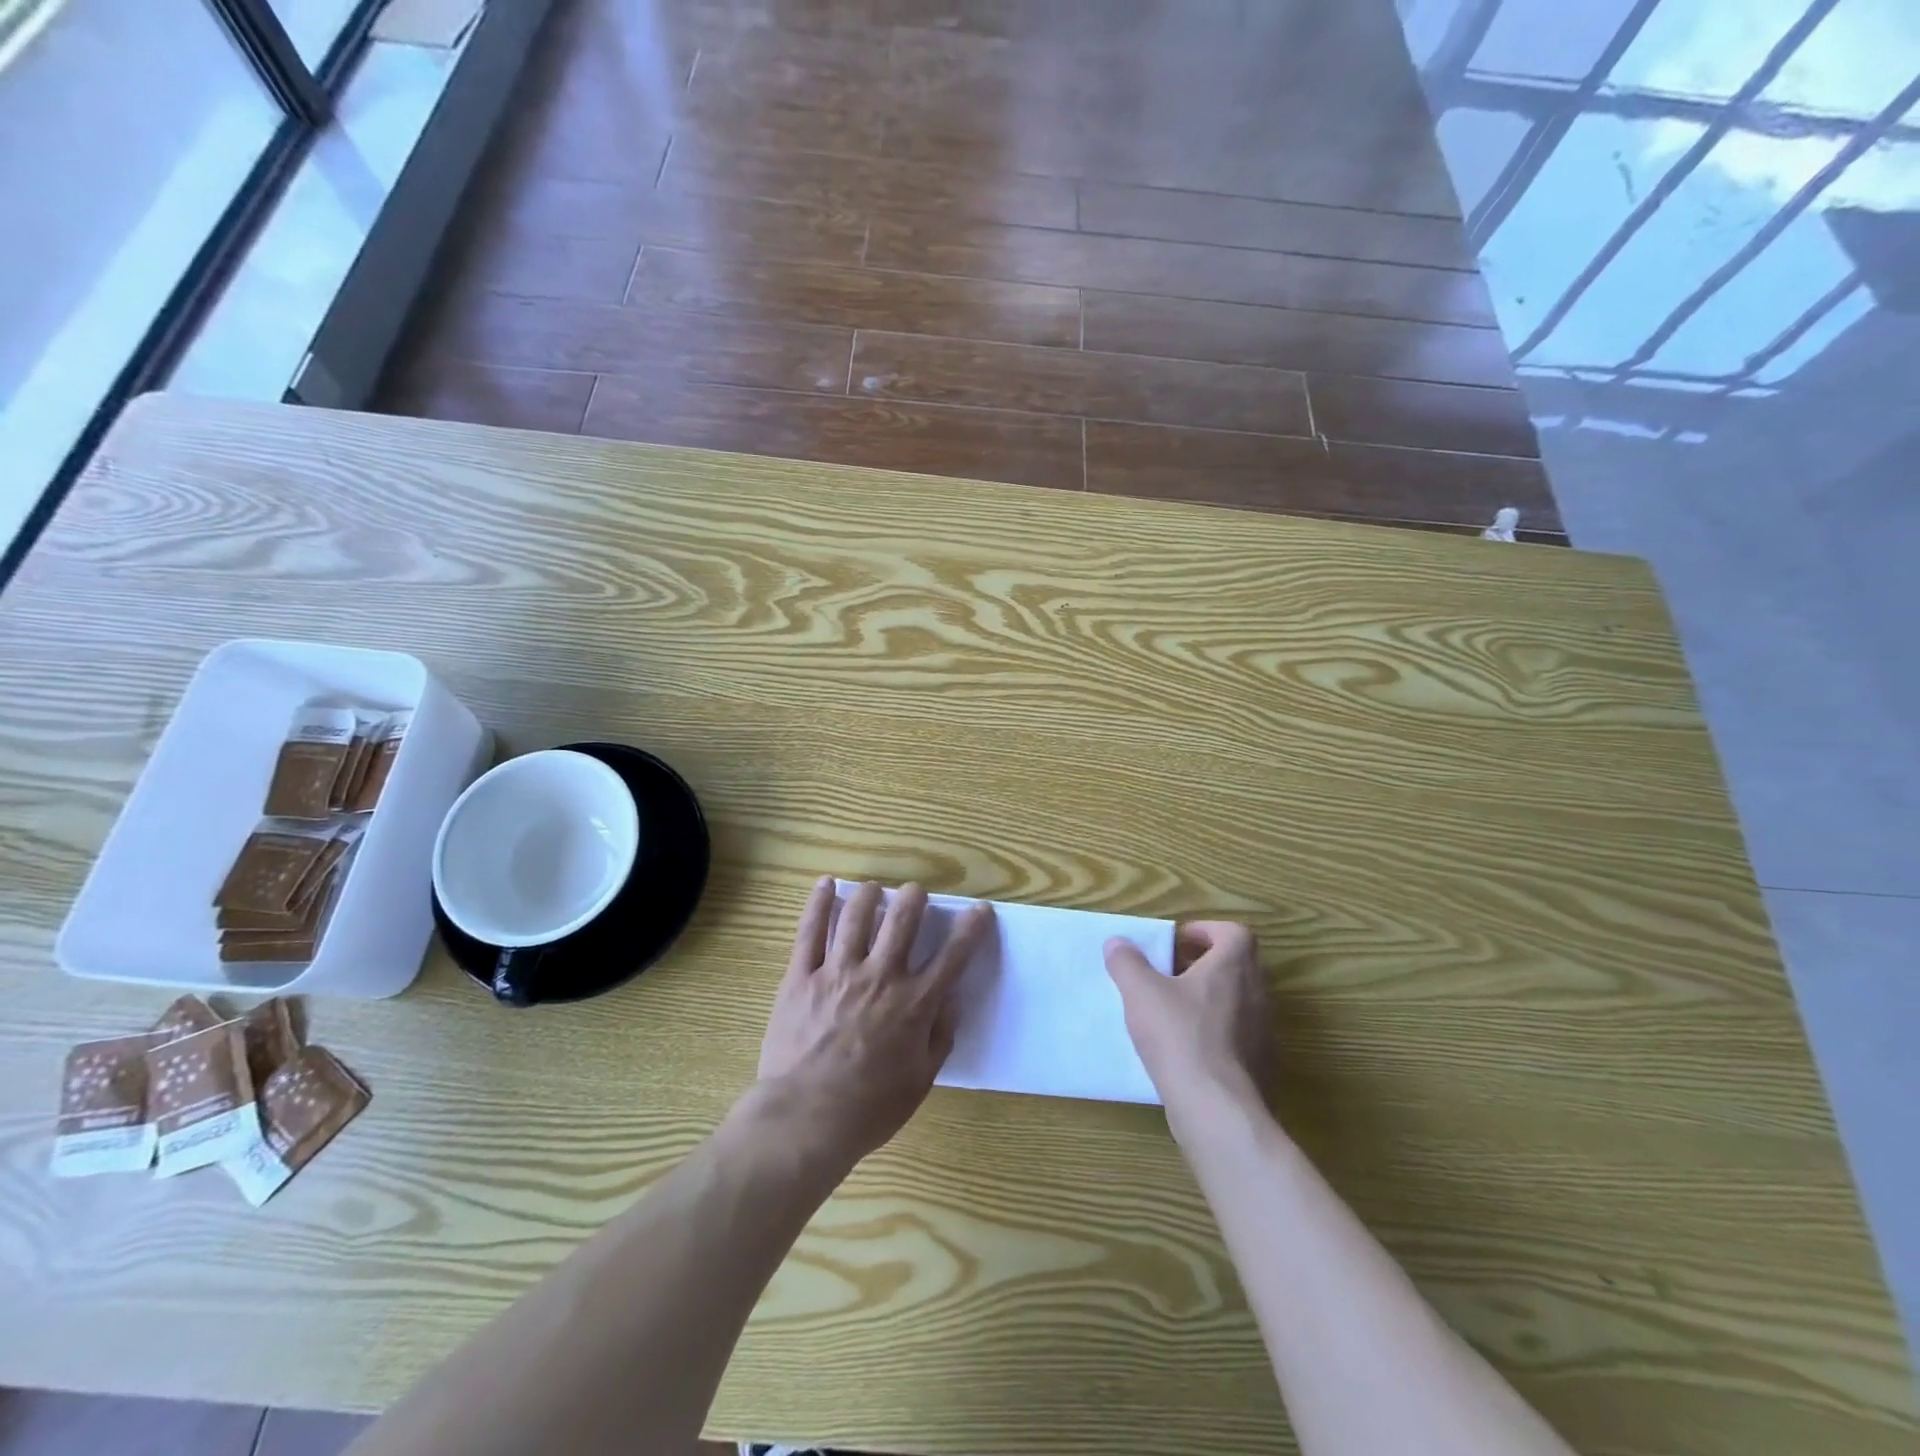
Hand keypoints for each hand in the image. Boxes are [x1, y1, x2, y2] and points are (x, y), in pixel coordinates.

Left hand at [758, 878, 993, 1167]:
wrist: (805, 1119)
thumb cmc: (869, 1108)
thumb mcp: (921, 1081)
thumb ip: (940, 1037)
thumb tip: (952, 1000)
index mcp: (913, 1004)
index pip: (952, 956)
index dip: (970, 928)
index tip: (980, 909)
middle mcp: (880, 977)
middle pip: (903, 920)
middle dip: (914, 897)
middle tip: (915, 892)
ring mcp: (837, 972)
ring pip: (857, 917)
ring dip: (870, 895)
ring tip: (874, 889)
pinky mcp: (801, 976)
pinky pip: (809, 931)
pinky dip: (819, 904)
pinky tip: (825, 884)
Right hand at [1105, 921, 1269, 1110]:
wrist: (1217, 1110)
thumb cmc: (1180, 1037)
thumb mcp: (1141, 993)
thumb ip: (1127, 963)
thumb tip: (1117, 942)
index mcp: (1233, 967)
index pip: (1235, 933)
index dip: (1207, 930)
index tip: (1179, 941)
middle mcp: (1257, 994)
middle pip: (1238, 965)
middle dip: (1205, 963)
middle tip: (1171, 972)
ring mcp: (1265, 1033)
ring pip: (1239, 1002)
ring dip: (1211, 998)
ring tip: (1175, 1011)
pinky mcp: (1263, 1066)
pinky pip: (1240, 1036)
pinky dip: (1218, 1033)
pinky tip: (1188, 1050)